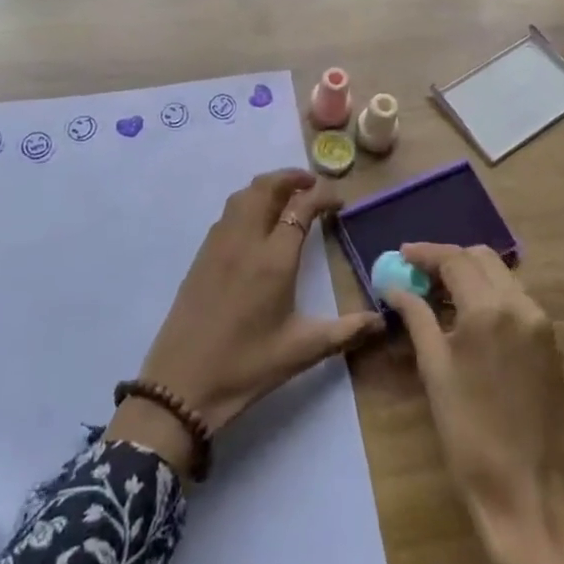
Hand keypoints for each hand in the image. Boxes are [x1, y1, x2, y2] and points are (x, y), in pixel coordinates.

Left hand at [107, 170, 384, 472]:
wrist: (181, 385)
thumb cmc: (246, 366)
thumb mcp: (302, 351)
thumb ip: (345, 331)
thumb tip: (382, 321)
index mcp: (274, 258)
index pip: (301, 206)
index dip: (323, 196)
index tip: (339, 202)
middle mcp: (245, 240)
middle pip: (267, 187)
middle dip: (292, 178)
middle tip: (313, 185)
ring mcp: (219, 244)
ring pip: (244, 195)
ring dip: (268, 186)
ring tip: (287, 196)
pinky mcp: (202, 254)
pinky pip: (228, 213)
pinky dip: (248, 202)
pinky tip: (257, 222)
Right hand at [383, 244, 563, 563]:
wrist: (531, 497)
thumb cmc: (471, 436)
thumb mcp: (435, 372)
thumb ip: (416, 318)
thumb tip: (395, 286)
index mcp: (490, 309)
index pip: (455, 259)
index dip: (425, 253)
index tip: (400, 255)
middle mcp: (522, 306)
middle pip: (482, 259)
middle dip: (449, 260)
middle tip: (418, 275)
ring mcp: (542, 325)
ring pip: (502, 277)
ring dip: (470, 276)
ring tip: (438, 296)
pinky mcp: (551, 345)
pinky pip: (516, 301)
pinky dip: (490, 296)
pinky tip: (467, 318)